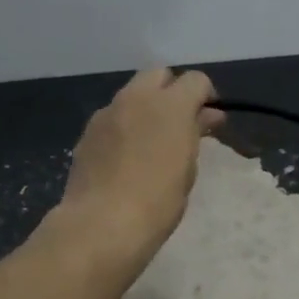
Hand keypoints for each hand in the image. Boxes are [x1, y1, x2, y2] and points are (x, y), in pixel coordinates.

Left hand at [59, 67, 223, 255]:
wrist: (102, 224)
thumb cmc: (159, 201)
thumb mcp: (188, 168)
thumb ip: (195, 134)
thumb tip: (204, 117)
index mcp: (170, 105)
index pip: (195, 80)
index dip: (206, 96)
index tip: (210, 120)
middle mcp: (136, 98)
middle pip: (159, 75)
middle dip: (173, 92)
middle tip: (181, 124)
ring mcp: (107, 113)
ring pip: (132, 94)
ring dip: (146, 108)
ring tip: (153, 142)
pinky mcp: (87, 132)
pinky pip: (113, 117)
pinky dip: (125, 127)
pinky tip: (127, 157)